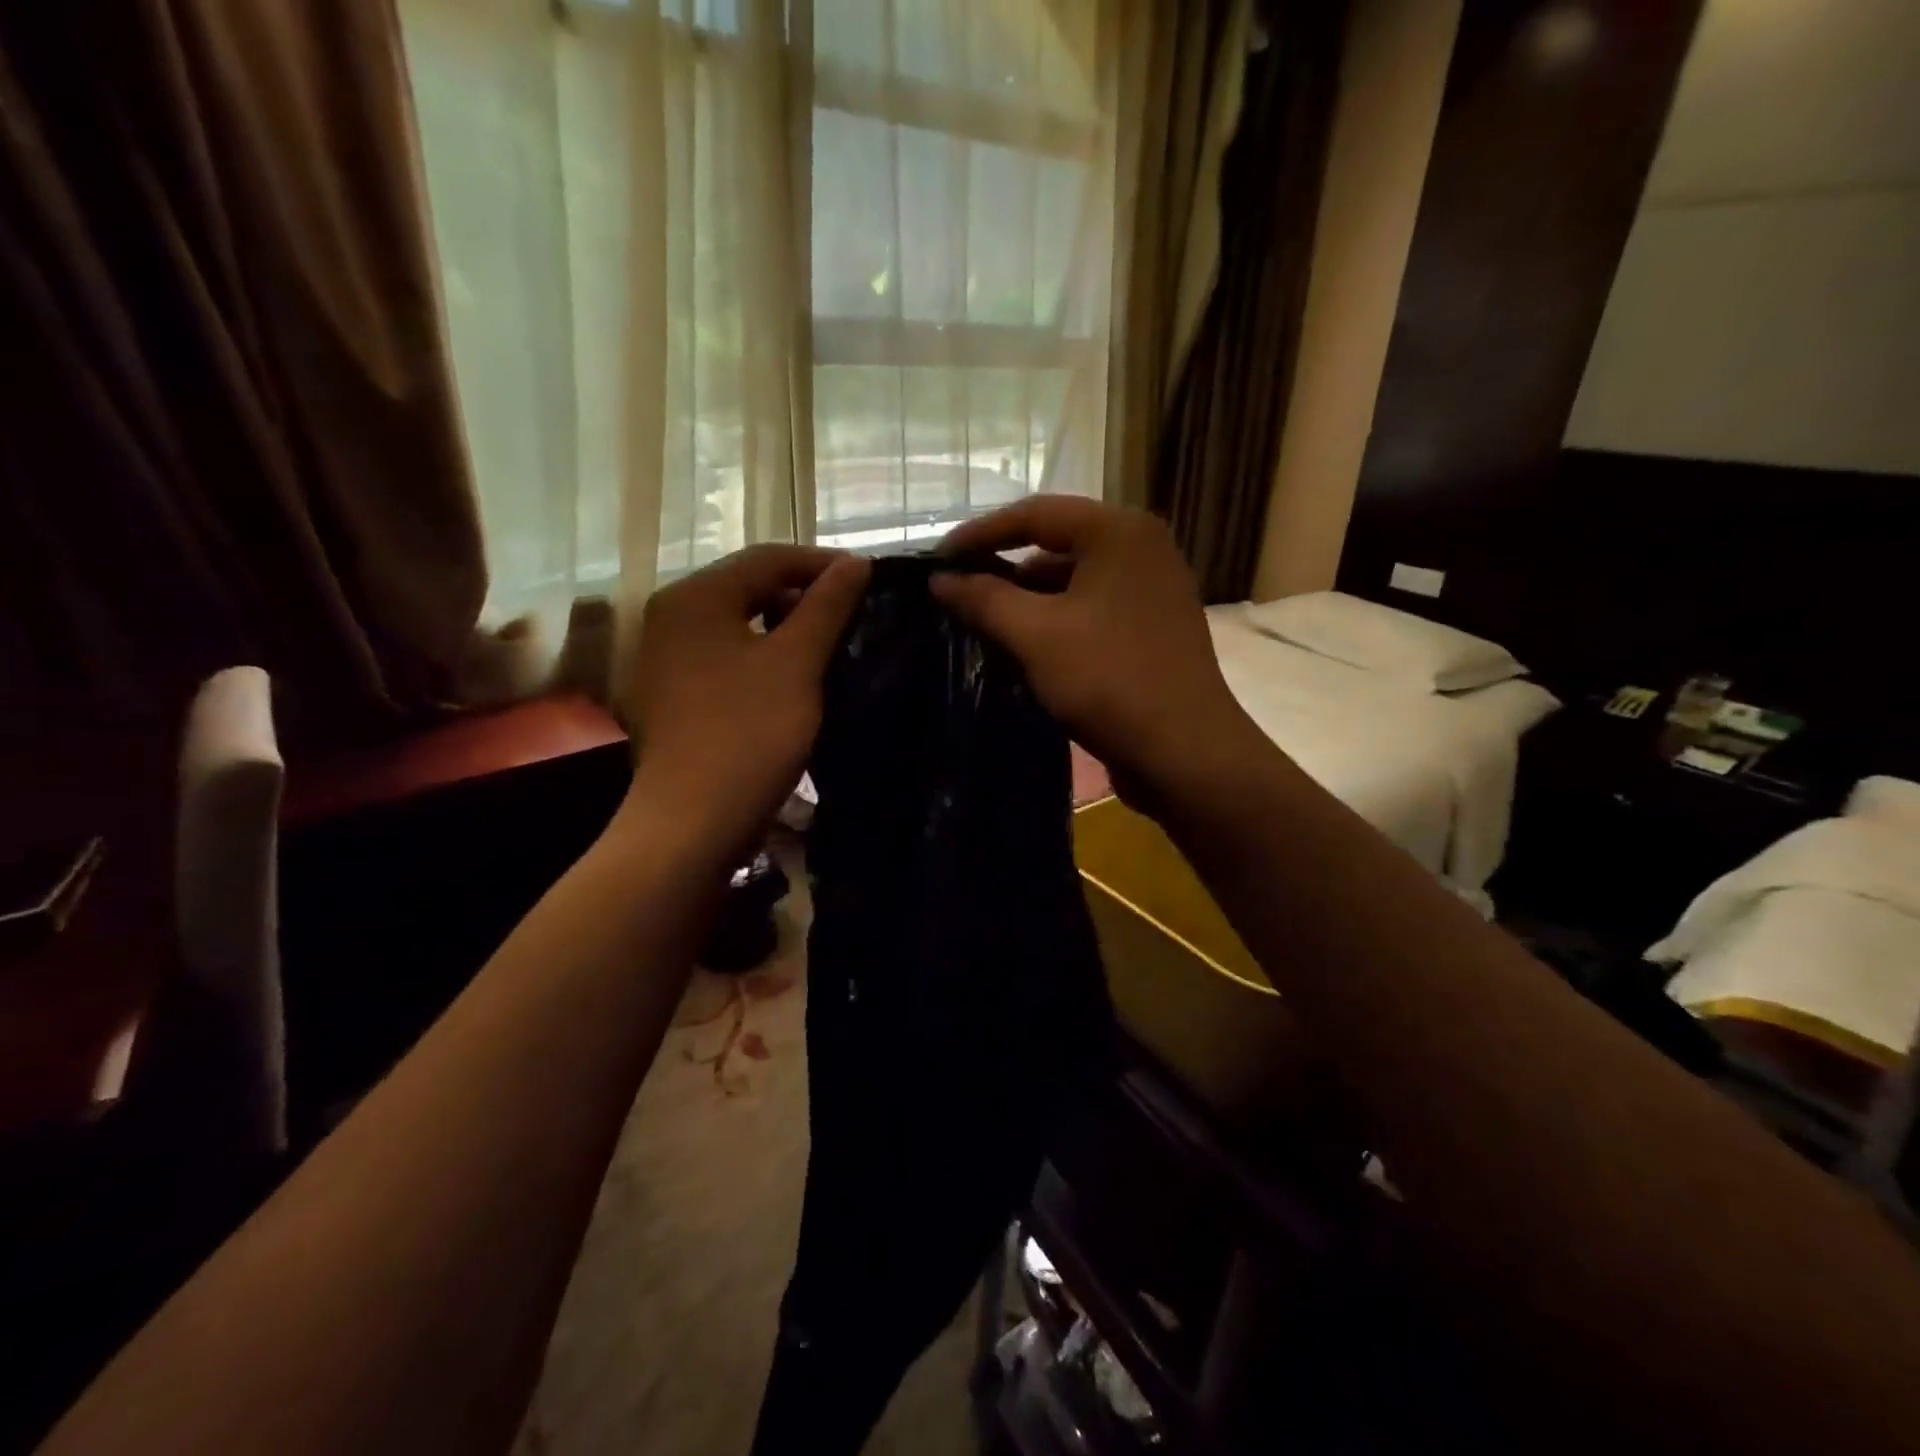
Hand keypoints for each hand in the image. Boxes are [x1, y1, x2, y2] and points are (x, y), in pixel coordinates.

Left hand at [623, 544, 868, 861]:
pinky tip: (796, 676)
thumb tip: (855, 563)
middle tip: (855, 613)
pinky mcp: (673, 693)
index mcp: (696, 597)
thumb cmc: (748, 734)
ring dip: (788, 628)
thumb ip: (826, 606)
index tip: (871, 580)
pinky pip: (727, 656)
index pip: (768, 558)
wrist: (692, 822)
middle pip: (750, 587)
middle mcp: (671, 616)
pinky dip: (764, 656)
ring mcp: (666, 657)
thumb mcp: (796, 663)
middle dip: (806, 595)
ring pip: (740, 624)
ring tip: (833, 643)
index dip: (824, 563)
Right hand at [932, 497, 1259, 809]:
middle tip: (957, 591)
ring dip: (1028, 599)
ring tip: (983, 622)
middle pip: (1057, 543)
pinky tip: (1025, 646)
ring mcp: (1152, 589)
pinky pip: (1093, 608)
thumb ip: (984, 599)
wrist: (1184, 753)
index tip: (937, 560)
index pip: (1035, 513)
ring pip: (1075, 580)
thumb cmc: (1109, 680)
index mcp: (1119, 532)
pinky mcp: (1153, 627)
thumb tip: (940, 578)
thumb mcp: (1036, 635)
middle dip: (1004, 568)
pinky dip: (1056, 620)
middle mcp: (1142, 548)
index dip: (979, 534)